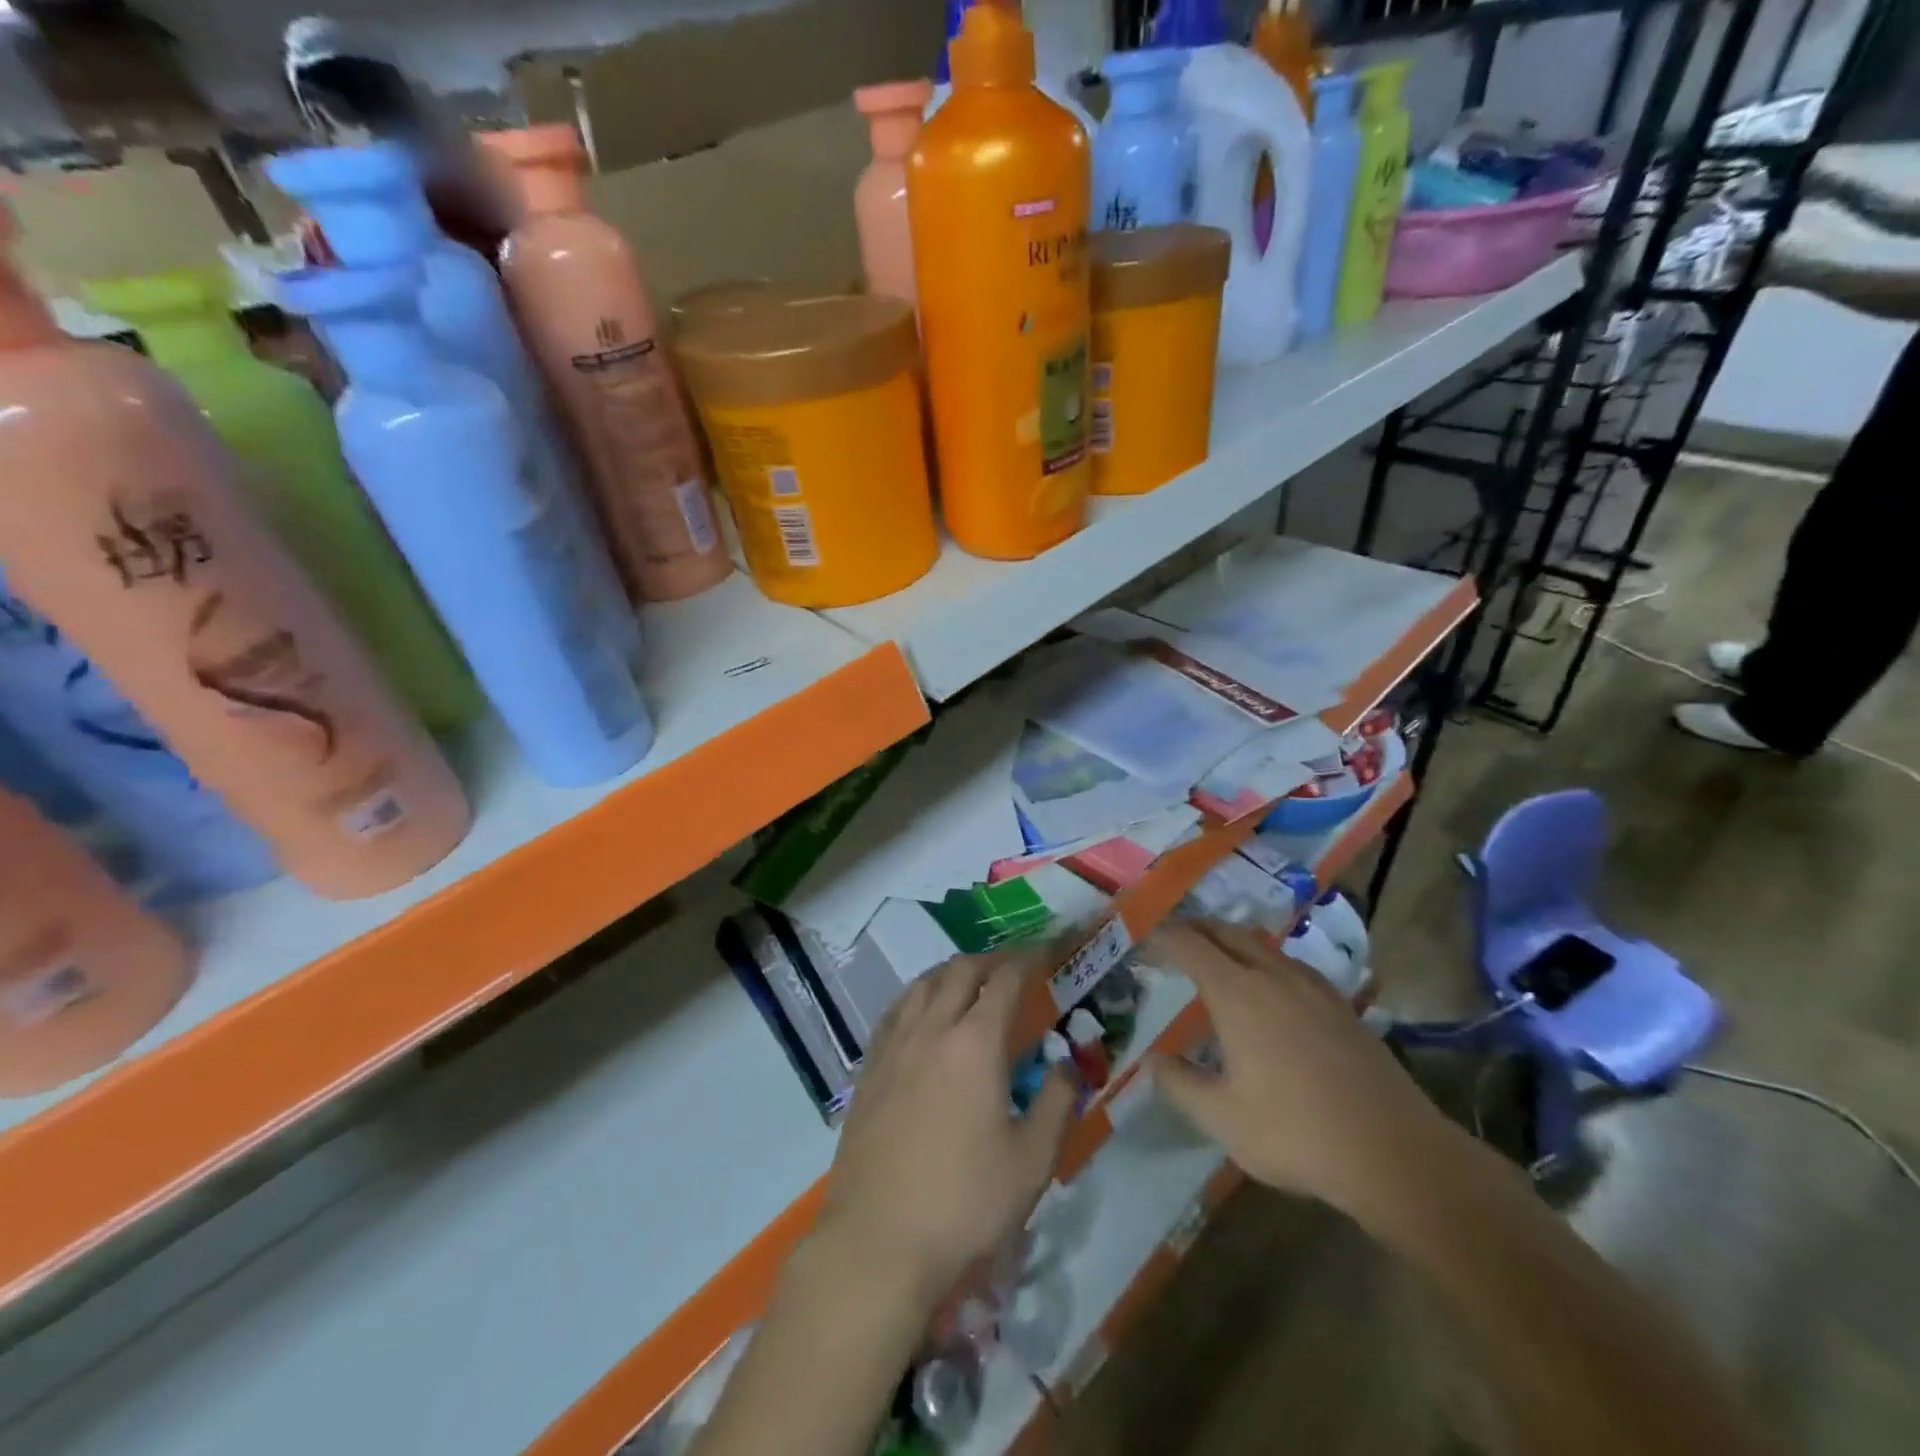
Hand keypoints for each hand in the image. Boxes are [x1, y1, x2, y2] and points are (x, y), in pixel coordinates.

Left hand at [819, 946, 1077, 1307]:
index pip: (1006, 980)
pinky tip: (922, 1013)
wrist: (877, 1241)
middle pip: (961, 970)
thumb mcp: (1032, 1162)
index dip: (1030, 958)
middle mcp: (932, 1029)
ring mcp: (894, 1046)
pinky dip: (918, 996)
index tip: (1047, 951)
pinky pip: (896, 1011)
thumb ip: (1058, 1103)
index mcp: (976, 1044)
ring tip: (971, 982)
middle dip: (992, 960)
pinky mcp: (868, 1068)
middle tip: (1014, 969)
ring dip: (952, 972)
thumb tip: (1068, 1065)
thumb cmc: (964, 1203)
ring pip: (923, 984)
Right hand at [1146, 919, 1453, 1219]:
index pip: (1191, 945)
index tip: (1145, 936)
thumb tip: (1153, 1059)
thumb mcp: (1222, 1118)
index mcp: (1237, 994)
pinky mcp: (1342, 1006)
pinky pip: (1292, 965)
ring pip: (1263, 945)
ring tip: (1217, 954)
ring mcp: (1313, 988)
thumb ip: (1180, 1083)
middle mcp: (1273, 977)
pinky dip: (1267, 960)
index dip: (1165, 936)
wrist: (1395, 1153)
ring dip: (1232, 940)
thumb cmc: (1296, 1133)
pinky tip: (1272, 985)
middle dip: (1196, 928)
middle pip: (1228, 933)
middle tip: (1174, 937)